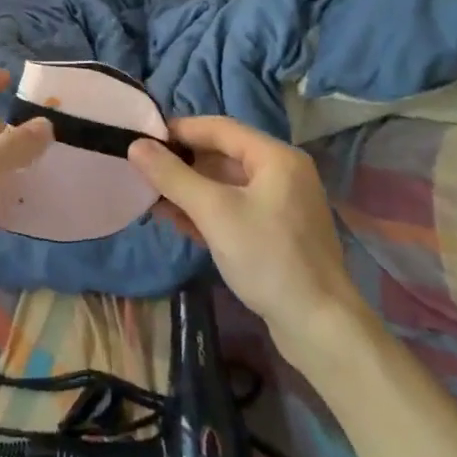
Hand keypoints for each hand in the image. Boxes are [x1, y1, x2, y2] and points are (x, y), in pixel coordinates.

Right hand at [129, 117, 366, 359]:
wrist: (321, 329)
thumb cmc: (268, 258)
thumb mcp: (214, 212)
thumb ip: (173, 176)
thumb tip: (135, 145)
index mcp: (275, 157)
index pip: (219, 128)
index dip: (179, 130)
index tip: (142, 138)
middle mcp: (282, 173)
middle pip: (221, 155)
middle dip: (181, 163)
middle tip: (142, 170)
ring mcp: (280, 205)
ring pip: (225, 185)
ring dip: (188, 189)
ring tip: (150, 196)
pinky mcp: (275, 233)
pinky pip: (233, 209)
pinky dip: (205, 211)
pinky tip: (175, 220)